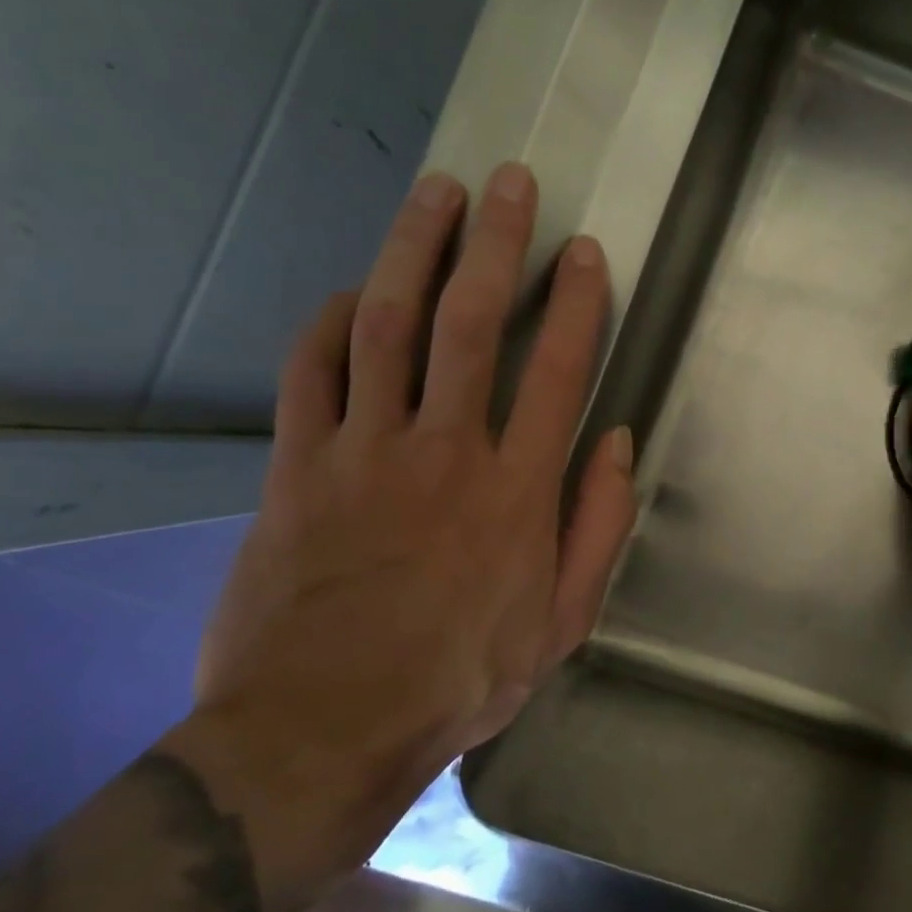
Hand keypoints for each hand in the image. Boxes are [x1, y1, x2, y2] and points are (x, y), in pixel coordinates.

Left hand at [181, 164, 635, 908]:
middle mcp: (444, 450)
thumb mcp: (562, 621)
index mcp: (517, 489)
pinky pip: (311, 373)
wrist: (324, 728)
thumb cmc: (461, 677)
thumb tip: (616, 443)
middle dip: (494, 244)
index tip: (584, 251)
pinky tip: (350, 293)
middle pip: (468, 323)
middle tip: (509, 182)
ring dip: (413, 251)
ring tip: (436, 195)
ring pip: (385, 325)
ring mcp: (362, 452)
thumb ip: (597, 527)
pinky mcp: (295, 468)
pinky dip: (330, 323)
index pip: (556, 369)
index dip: (575, 302)